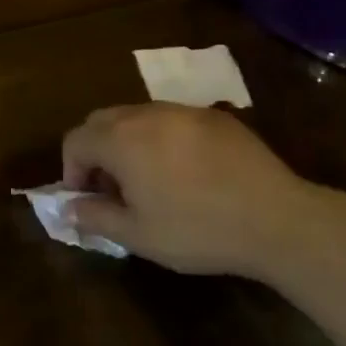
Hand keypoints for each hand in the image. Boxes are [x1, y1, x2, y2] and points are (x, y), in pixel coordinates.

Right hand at [61, 103, 345, 280]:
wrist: (276, 219)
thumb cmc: (198, 230)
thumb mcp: (138, 235)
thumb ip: (95, 217)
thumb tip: (69, 208)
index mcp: (121, 139)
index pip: (75, 140)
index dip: (71, 170)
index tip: (85, 200)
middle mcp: (146, 114)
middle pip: (102, 120)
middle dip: (96, 151)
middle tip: (111, 189)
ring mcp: (183, 110)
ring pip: (137, 116)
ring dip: (128, 142)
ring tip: (147, 180)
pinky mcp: (215, 116)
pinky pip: (172, 120)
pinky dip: (162, 139)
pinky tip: (186, 172)